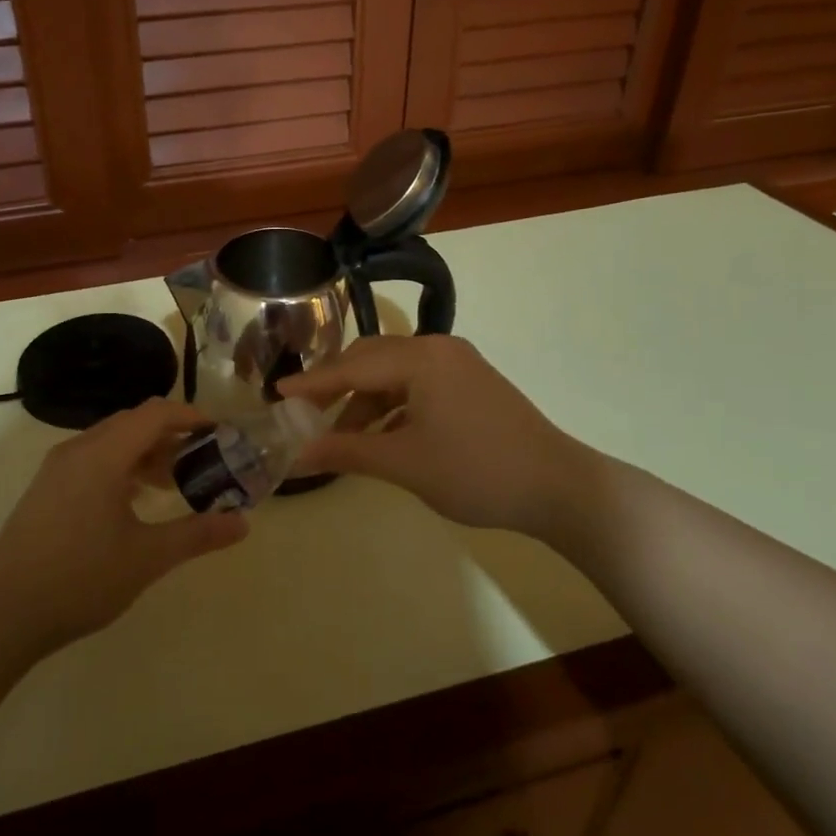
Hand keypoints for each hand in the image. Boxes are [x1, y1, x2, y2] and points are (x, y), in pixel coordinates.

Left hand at [0, 399, 248, 654]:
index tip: (220, 432)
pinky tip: (135, 501)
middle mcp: (78, 449)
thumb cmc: (80, 578)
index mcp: (103, 455)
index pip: (155, 413)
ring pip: (111, 441)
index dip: (191, 416)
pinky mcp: (46, 488)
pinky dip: (121, 466)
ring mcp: (57, 468)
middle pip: (133, 422)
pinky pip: (93, 459)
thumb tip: (243, 522)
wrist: (2, 614)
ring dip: (146, 452)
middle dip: (171, 435)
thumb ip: (197, 534)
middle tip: (203, 459)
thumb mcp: (147, 557)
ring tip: (174, 482)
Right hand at [280, 336, 596, 539]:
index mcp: (420, 358)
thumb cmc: (475, 471)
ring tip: (346, 438)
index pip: (351, 367)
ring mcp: (458, 363)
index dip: (312, 383)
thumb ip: (346, 452)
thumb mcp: (403, 463)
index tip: (277, 394)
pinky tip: (384, 434)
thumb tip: (296, 456)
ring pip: (395, 373)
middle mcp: (437, 348)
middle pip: (372, 360)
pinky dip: (394, 405)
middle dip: (338, 388)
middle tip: (308, 416)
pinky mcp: (472, 381)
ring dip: (366, 401)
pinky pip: (418, 383)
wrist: (558, 487)